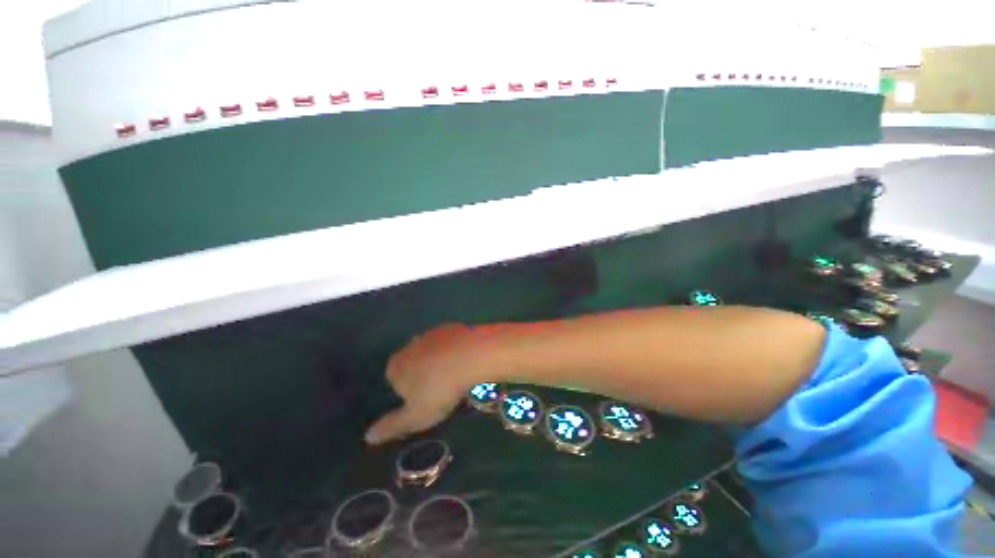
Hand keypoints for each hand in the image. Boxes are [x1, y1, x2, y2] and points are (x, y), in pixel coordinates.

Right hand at [365, 323, 490, 444]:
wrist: (472, 356)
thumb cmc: (440, 389)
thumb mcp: (415, 416)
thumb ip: (391, 426)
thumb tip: (368, 436)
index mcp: (396, 365)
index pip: (394, 380)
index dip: (409, 392)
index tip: (425, 400)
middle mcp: (410, 345)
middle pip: (413, 363)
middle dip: (423, 374)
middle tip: (442, 389)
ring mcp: (432, 333)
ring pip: (431, 351)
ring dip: (439, 361)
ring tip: (456, 375)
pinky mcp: (452, 327)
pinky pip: (449, 342)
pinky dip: (455, 350)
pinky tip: (466, 360)